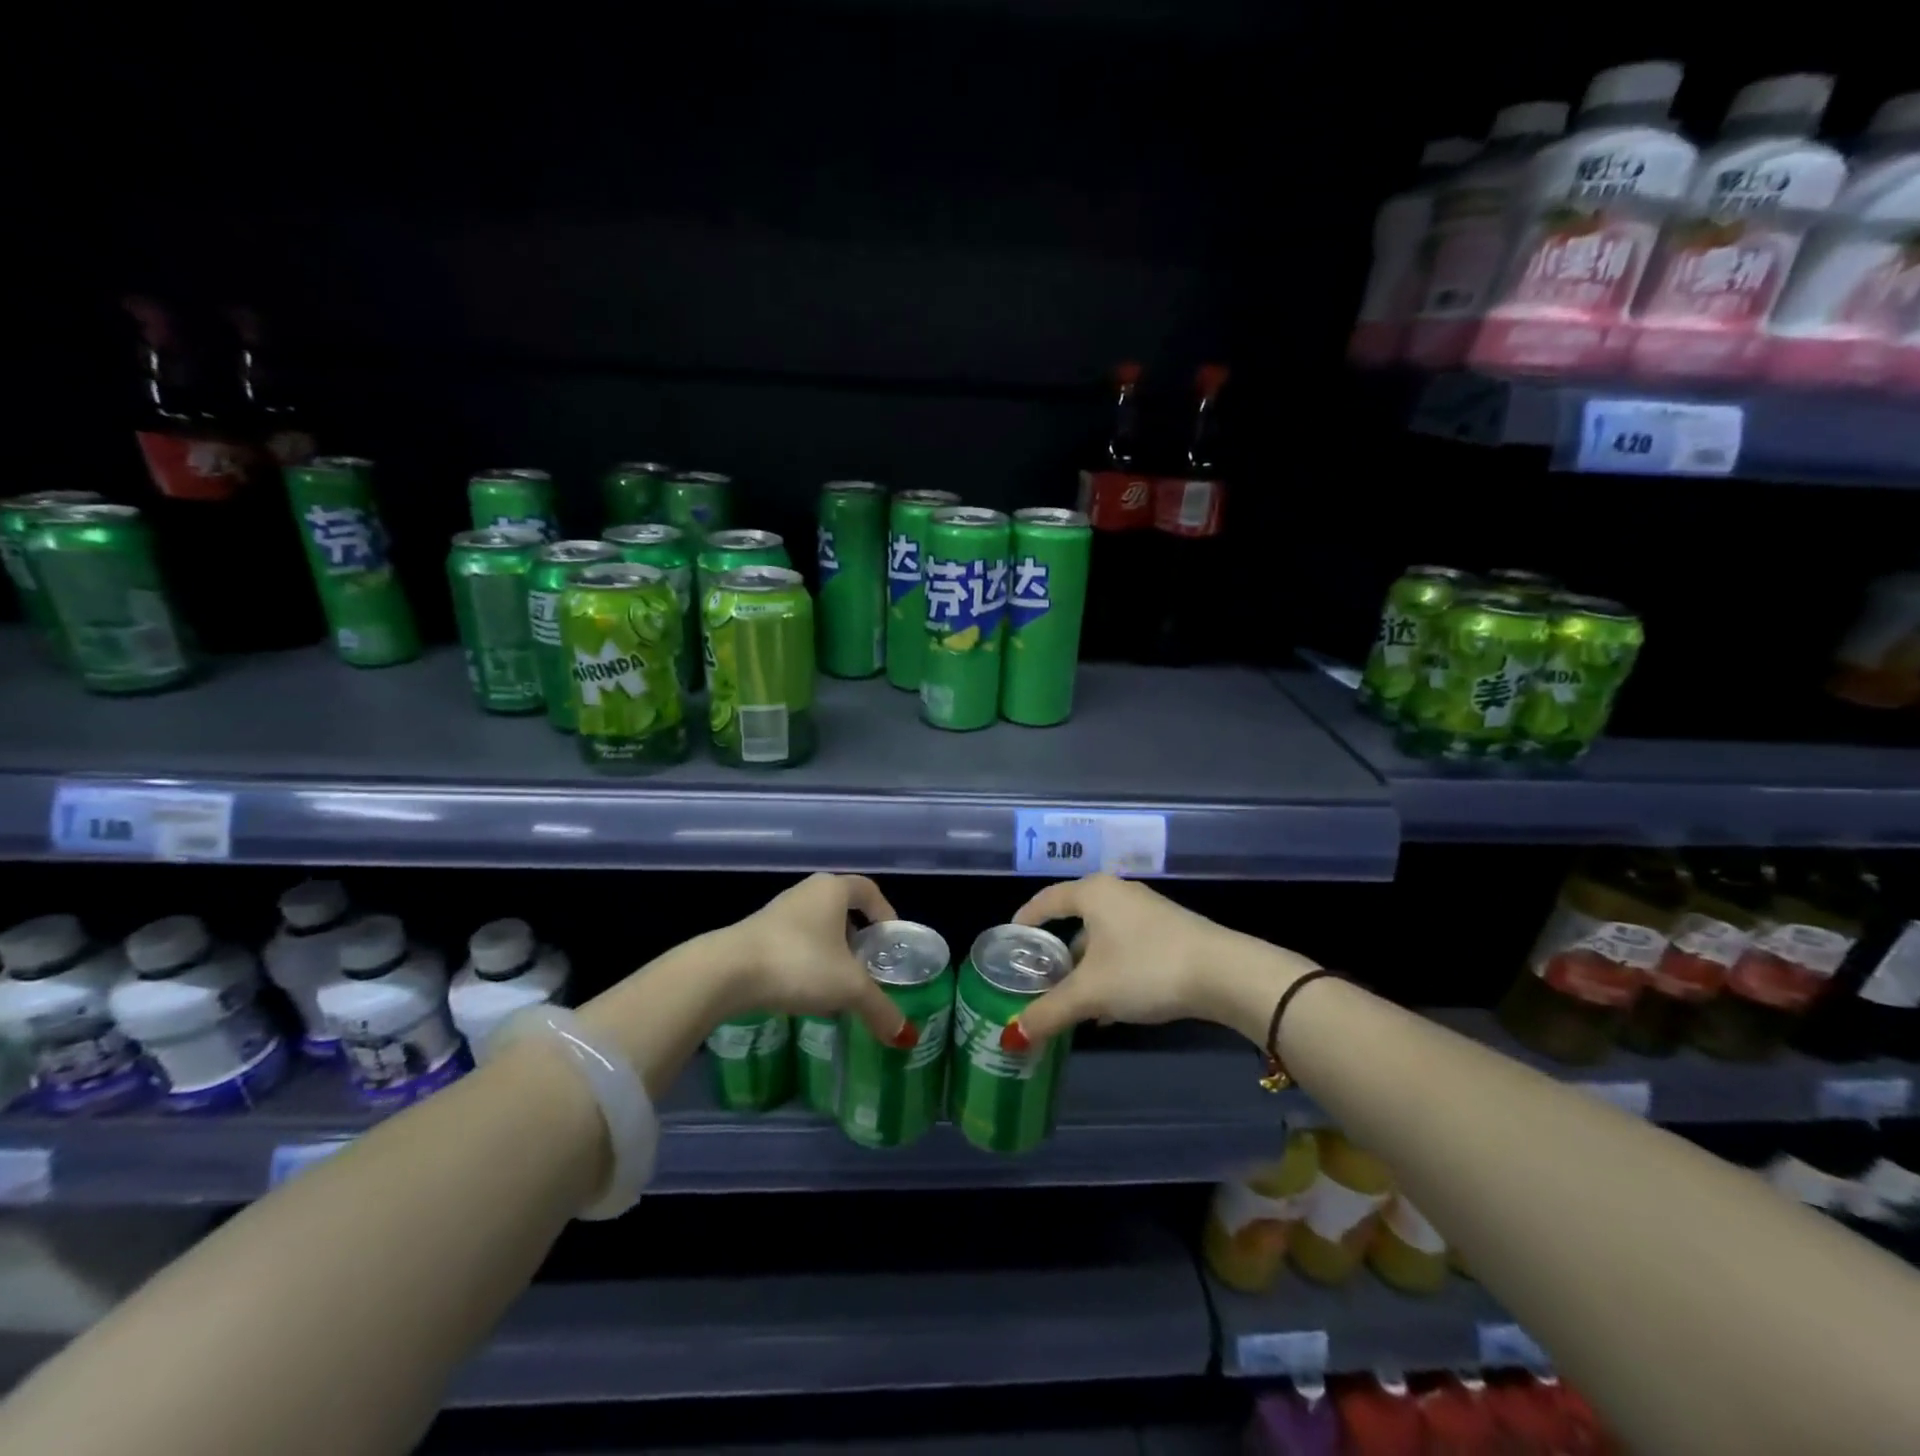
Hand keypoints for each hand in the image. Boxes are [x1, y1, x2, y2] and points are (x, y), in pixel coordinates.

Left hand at [723, 874, 915, 1046]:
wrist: (726, 972)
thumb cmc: (799, 963)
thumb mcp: (848, 988)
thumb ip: (880, 1008)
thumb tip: (907, 1036)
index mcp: (833, 890)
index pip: (868, 890)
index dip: (885, 912)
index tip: (891, 941)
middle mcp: (806, 892)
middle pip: (842, 909)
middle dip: (858, 938)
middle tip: (868, 967)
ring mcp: (777, 912)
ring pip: (816, 928)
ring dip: (830, 953)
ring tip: (838, 986)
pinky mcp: (754, 935)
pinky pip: (793, 943)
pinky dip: (805, 963)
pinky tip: (805, 993)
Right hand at [1008, 874, 1311, 1047]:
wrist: (1225, 974)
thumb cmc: (1146, 969)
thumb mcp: (1091, 993)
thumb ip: (1048, 1012)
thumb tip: (1011, 1036)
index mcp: (1093, 893)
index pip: (1046, 900)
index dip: (1025, 920)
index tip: (1009, 942)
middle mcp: (1118, 893)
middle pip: (1075, 920)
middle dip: (1056, 954)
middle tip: (1038, 980)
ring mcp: (1146, 912)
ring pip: (1102, 938)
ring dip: (1086, 969)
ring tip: (1072, 1002)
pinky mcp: (1169, 932)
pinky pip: (1125, 948)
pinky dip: (1111, 972)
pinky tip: (1110, 1009)